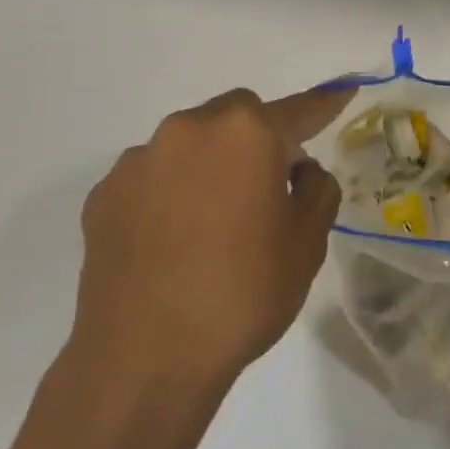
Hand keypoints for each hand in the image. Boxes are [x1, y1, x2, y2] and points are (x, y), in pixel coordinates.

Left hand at [66, 84, 355, 406]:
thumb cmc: (242, 295)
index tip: (346, 88)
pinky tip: (170, 245)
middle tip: (265, 193)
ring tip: (210, 229)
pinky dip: (168, 195)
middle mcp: (188, 130)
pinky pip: (152, 179)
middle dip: (256, 141)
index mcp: (245, 134)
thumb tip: (297, 169)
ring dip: (208, 167)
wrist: (145, 360)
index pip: (297, 111)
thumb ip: (317, 190)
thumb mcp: (307, 244)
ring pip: (189, 145)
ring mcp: (139, 160)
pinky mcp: (104, 194)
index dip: (323, 104)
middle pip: (235, 117)